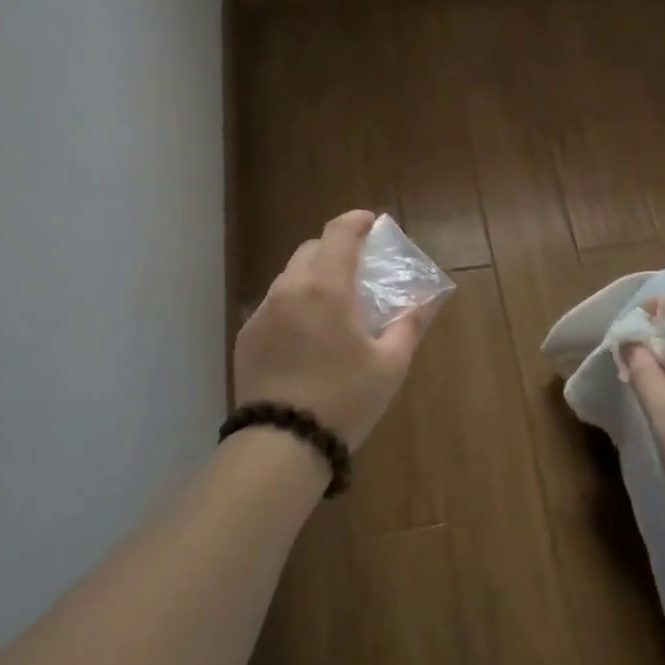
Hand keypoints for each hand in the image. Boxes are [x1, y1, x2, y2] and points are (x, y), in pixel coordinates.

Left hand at [233, 210, 426, 450]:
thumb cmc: (343, 400)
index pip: (338, 233)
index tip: (371, 223)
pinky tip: (305, 335)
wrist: (281, 444)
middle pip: (310, 250)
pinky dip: (293, 304)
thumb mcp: (389, 366)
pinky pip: (273, 305)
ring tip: (331, 305)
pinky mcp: (246, 337)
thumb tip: (418, 304)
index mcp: (326, 288)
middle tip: (356, 269)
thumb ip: (406, 326)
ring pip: (289, 277)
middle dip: (334, 249)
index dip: (356, 221)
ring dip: (312, 277)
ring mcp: (262, 313)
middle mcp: (289, 290)